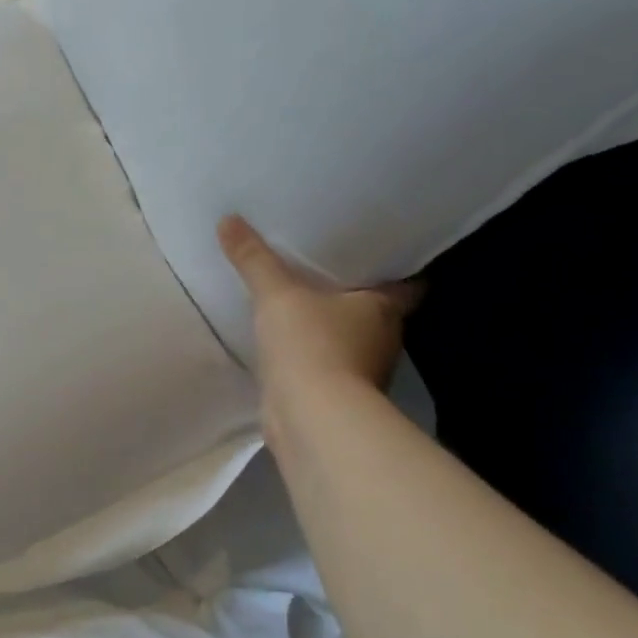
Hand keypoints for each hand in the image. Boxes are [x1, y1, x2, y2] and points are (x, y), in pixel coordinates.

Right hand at [219, 216, 421, 456]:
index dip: (394, 266)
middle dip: (355, 296)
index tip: (374, 252)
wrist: (311, 418)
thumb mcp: (277, 294)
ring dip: (332, 329)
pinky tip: (288, 347)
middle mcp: (384, 339)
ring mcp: (363, 372)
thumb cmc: (311, 345)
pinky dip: (313, 358)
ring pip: (351, 341)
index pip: (408, 281)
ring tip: (301, 305)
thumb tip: (228, 220)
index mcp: (385, 307)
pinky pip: (326, 367)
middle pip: (376, 311)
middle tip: (326, 271)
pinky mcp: (337, 397)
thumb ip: (254, 260)